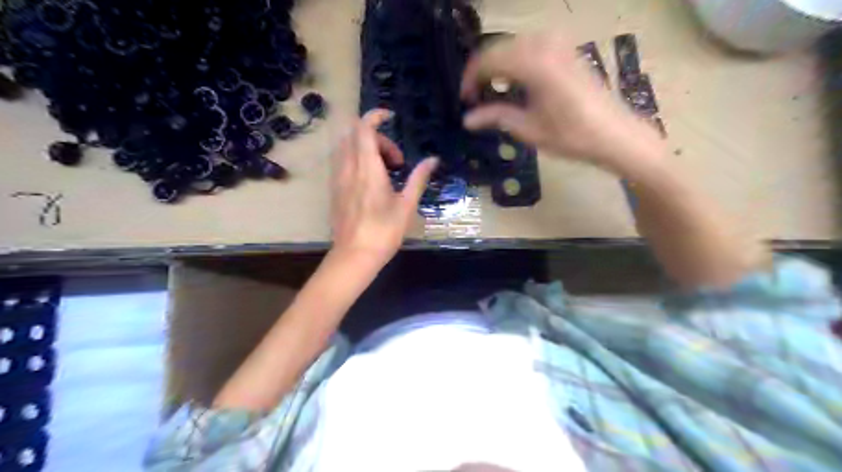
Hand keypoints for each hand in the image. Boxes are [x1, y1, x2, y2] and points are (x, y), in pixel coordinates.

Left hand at [328, 108, 437, 266]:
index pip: (364, 128)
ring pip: (346, 147)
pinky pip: (342, 161)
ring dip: (366, 148)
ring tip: (384, 170)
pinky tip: (371, 180)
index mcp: (367, 168)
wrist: (355, 255)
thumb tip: (433, 159)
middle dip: (377, 137)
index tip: (390, 117)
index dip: (375, 116)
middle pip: (356, 135)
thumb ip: (418, 178)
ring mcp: (338, 178)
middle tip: (396, 160)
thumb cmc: (384, 231)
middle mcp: (348, 167)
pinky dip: (356, 159)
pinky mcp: (334, 189)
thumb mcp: (407, 205)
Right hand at [459, 33, 664, 173]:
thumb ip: (495, 117)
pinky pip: (530, 46)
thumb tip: (467, 119)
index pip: (487, 60)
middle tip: (474, 97)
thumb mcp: (528, 129)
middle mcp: (544, 45)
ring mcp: (558, 44)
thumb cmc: (571, 135)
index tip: (464, 99)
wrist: (614, 133)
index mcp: (533, 63)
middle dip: (481, 71)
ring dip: (498, 65)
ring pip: (513, 45)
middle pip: (498, 48)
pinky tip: (515, 82)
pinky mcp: (566, 50)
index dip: (470, 78)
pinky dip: (515, 61)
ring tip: (491, 91)